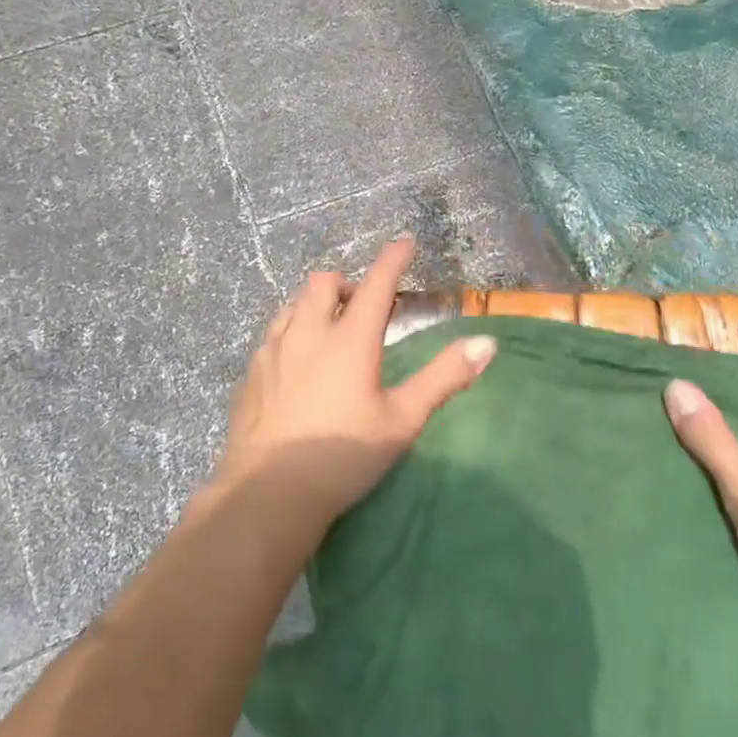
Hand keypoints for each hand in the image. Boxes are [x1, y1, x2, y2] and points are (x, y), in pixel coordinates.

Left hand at [217, 236, 495, 523]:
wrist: (268, 494)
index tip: (405, 242)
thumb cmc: (343, 456)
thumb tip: (486, 342)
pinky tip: (295, 363)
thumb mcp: (403, 420)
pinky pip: (272, 334)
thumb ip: (444, 377)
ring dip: (314, 304)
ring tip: (328, 328)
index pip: (375, 284)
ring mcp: (272, 352)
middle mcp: (307, 334)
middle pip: (322, 282)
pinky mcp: (250, 374)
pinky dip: (291, 331)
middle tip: (362, 304)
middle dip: (345, 282)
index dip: (392, 259)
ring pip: (291, 304)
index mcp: (349, 340)